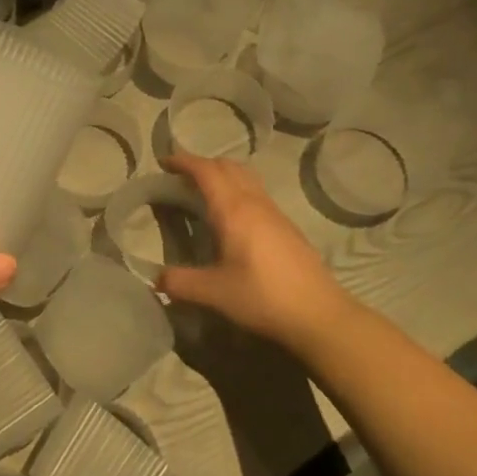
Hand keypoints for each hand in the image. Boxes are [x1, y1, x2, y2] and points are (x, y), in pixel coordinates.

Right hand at [158, 152, 349, 357]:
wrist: (320, 314)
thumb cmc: (264, 297)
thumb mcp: (215, 293)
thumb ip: (181, 283)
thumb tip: (156, 279)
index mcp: (233, 209)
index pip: (206, 170)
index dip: (183, 161)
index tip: (164, 162)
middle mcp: (254, 202)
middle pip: (227, 166)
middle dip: (202, 164)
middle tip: (181, 178)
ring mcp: (274, 212)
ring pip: (245, 176)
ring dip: (223, 174)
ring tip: (205, 192)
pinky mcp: (287, 226)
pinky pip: (256, 192)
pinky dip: (238, 189)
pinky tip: (233, 217)